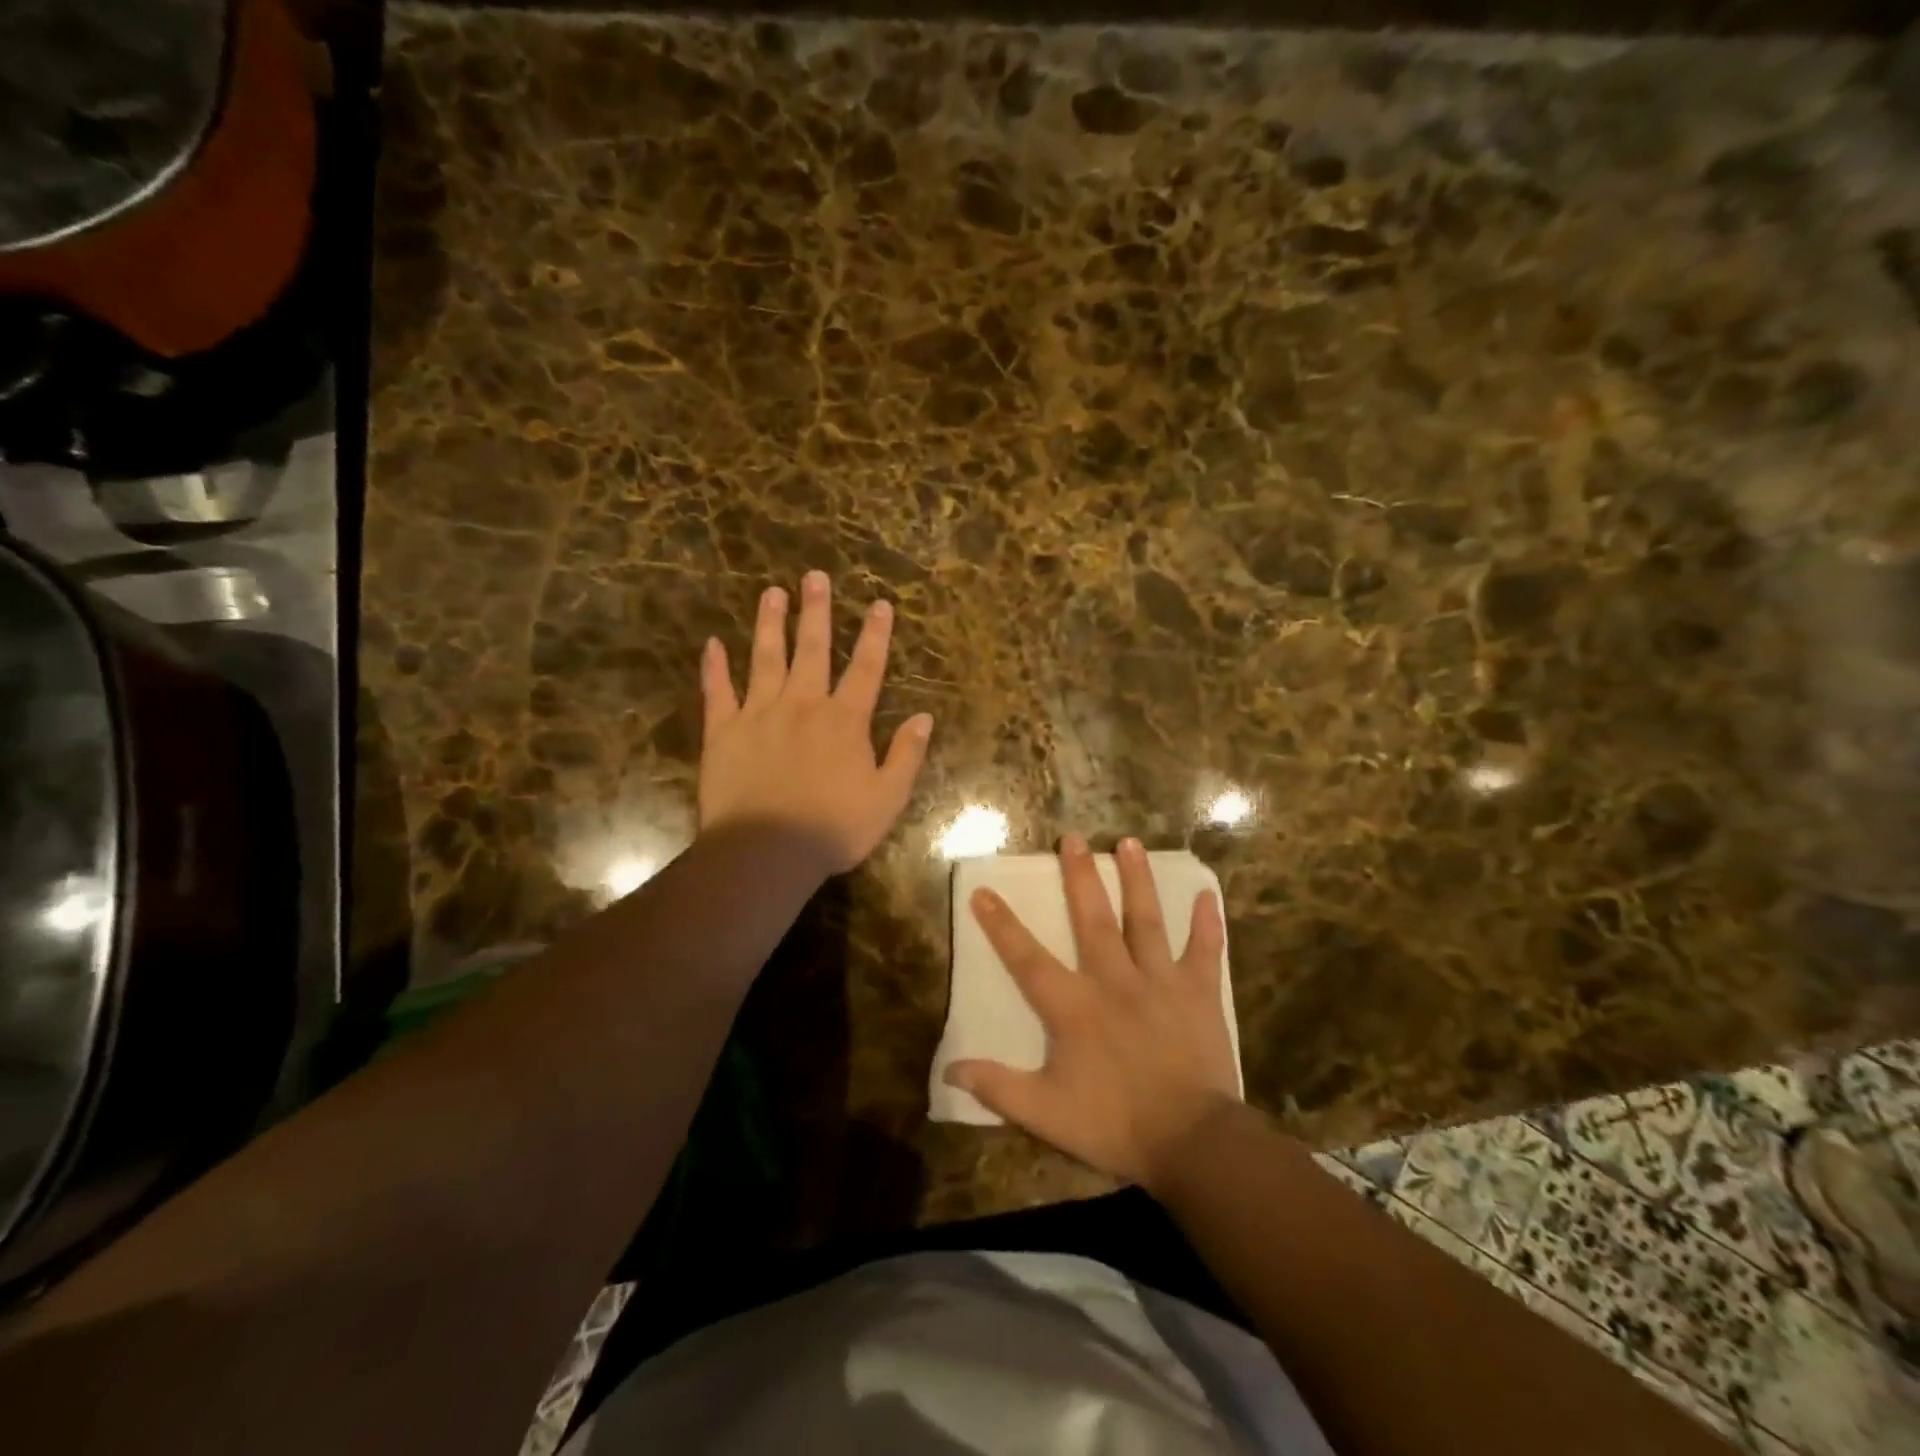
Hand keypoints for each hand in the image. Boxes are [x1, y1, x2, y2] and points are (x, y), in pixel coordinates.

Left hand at [699, 571, 932, 874]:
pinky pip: (718, 692)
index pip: (865, 668)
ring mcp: (759, 714)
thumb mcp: (887, 798)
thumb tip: (924, 717)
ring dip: (769, 624)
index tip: (879, 604)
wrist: (767, 851)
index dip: (875, 635)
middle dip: (816, 612)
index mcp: (844, 721)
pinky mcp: (723, 732)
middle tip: (814, 577)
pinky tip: (712, 645)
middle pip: (811, 650)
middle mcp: (802, 705)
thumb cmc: (833, 828)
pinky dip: (715, 668)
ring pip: (765, 659)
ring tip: (771, 593)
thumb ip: (906, 755)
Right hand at [945, 835, 1241, 1191]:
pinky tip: (1206, 893)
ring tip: (1129, 843)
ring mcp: (1160, 982)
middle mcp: (1115, 980)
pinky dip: (1206, 923)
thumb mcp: (1047, 1113)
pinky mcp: (1199, 993)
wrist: (1192, 1142)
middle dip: (1080, 877)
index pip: (1028, 958)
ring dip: (1137, 880)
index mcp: (1075, 1006)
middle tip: (1071, 839)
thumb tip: (949, 1069)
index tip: (984, 890)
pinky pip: (1204, 951)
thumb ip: (998, 1086)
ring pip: (1146, 920)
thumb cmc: (1115, 1124)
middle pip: (1093, 919)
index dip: (1002, 925)